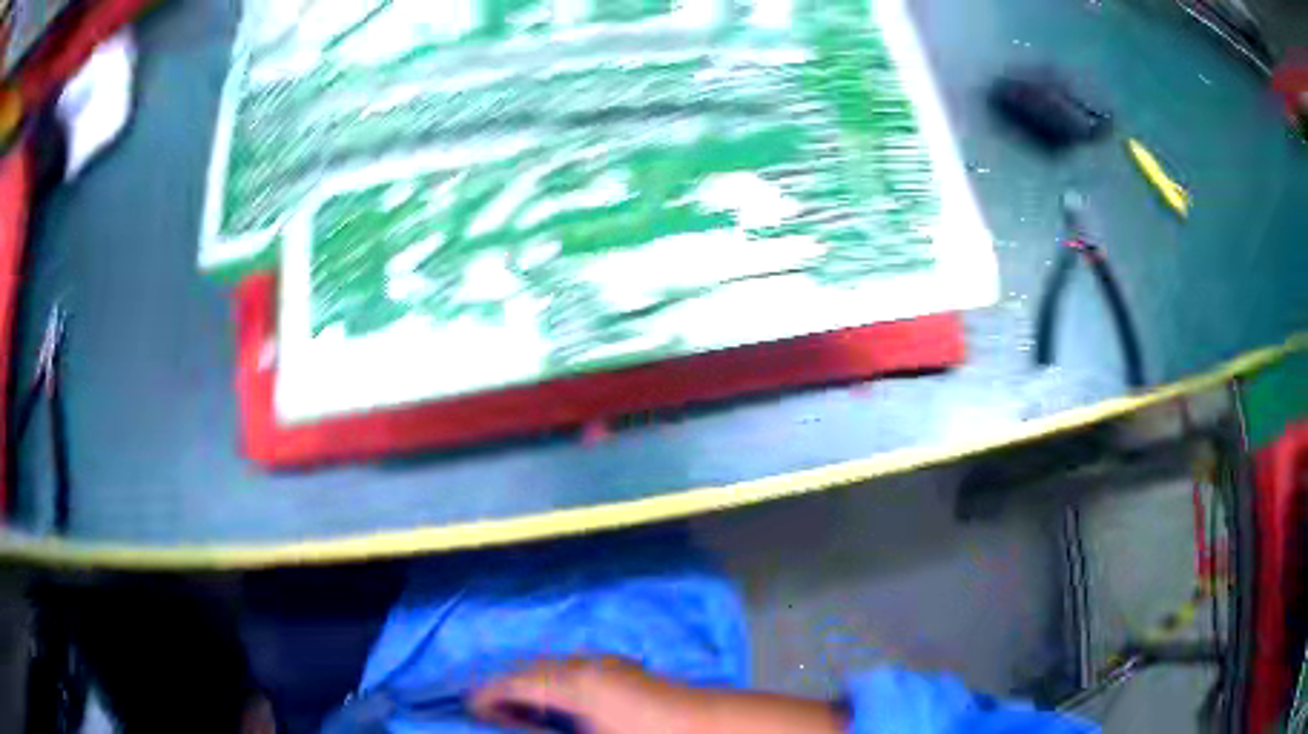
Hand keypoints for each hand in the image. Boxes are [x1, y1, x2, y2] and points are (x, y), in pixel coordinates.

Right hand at [470, 657, 845, 733]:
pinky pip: (578, 674)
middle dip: (507, 690)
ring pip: (555, 670)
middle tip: (487, 712)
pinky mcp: (628, 674)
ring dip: (533, 688)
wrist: (719, 729)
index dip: (488, 694)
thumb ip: (547, 730)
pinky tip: (560, 709)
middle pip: (533, 670)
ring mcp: (612, 667)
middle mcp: (590, 666)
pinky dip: (558, 688)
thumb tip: (513, 724)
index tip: (467, 707)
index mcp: (576, 683)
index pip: (517, 682)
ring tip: (518, 713)